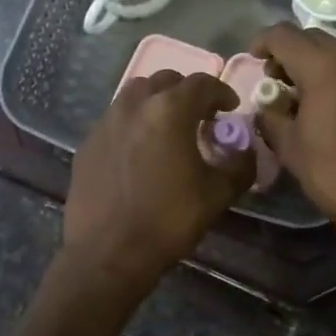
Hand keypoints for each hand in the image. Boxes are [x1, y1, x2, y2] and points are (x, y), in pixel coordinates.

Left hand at [61, 70, 252, 297]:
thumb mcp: (218, 194)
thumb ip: (240, 165)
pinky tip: (139, 151)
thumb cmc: (168, 220)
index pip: (202, 83)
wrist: (107, 255)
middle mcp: (135, 105)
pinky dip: (133, 123)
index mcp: (170, 110)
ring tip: (167, 128)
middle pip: (166, 81)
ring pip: (136, 94)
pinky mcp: (88, 143)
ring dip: (157, 102)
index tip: (230, 108)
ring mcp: (107, 122)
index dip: (221, 92)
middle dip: (187, 92)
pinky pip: (115, 119)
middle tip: (200, 117)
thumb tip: (247, 151)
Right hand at [251, 23, 335, 218]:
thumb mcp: (290, 147)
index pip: (283, 35)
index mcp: (322, 66)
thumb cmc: (333, 169)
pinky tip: (328, 100)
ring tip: (301, 89)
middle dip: (288, 51)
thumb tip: (265, 108)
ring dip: (314, 59)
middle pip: (311, 37)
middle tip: (275, 78)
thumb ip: (271, 117)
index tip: (253, 60)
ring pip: (335, 48)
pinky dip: (335, 71)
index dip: (262, 42)